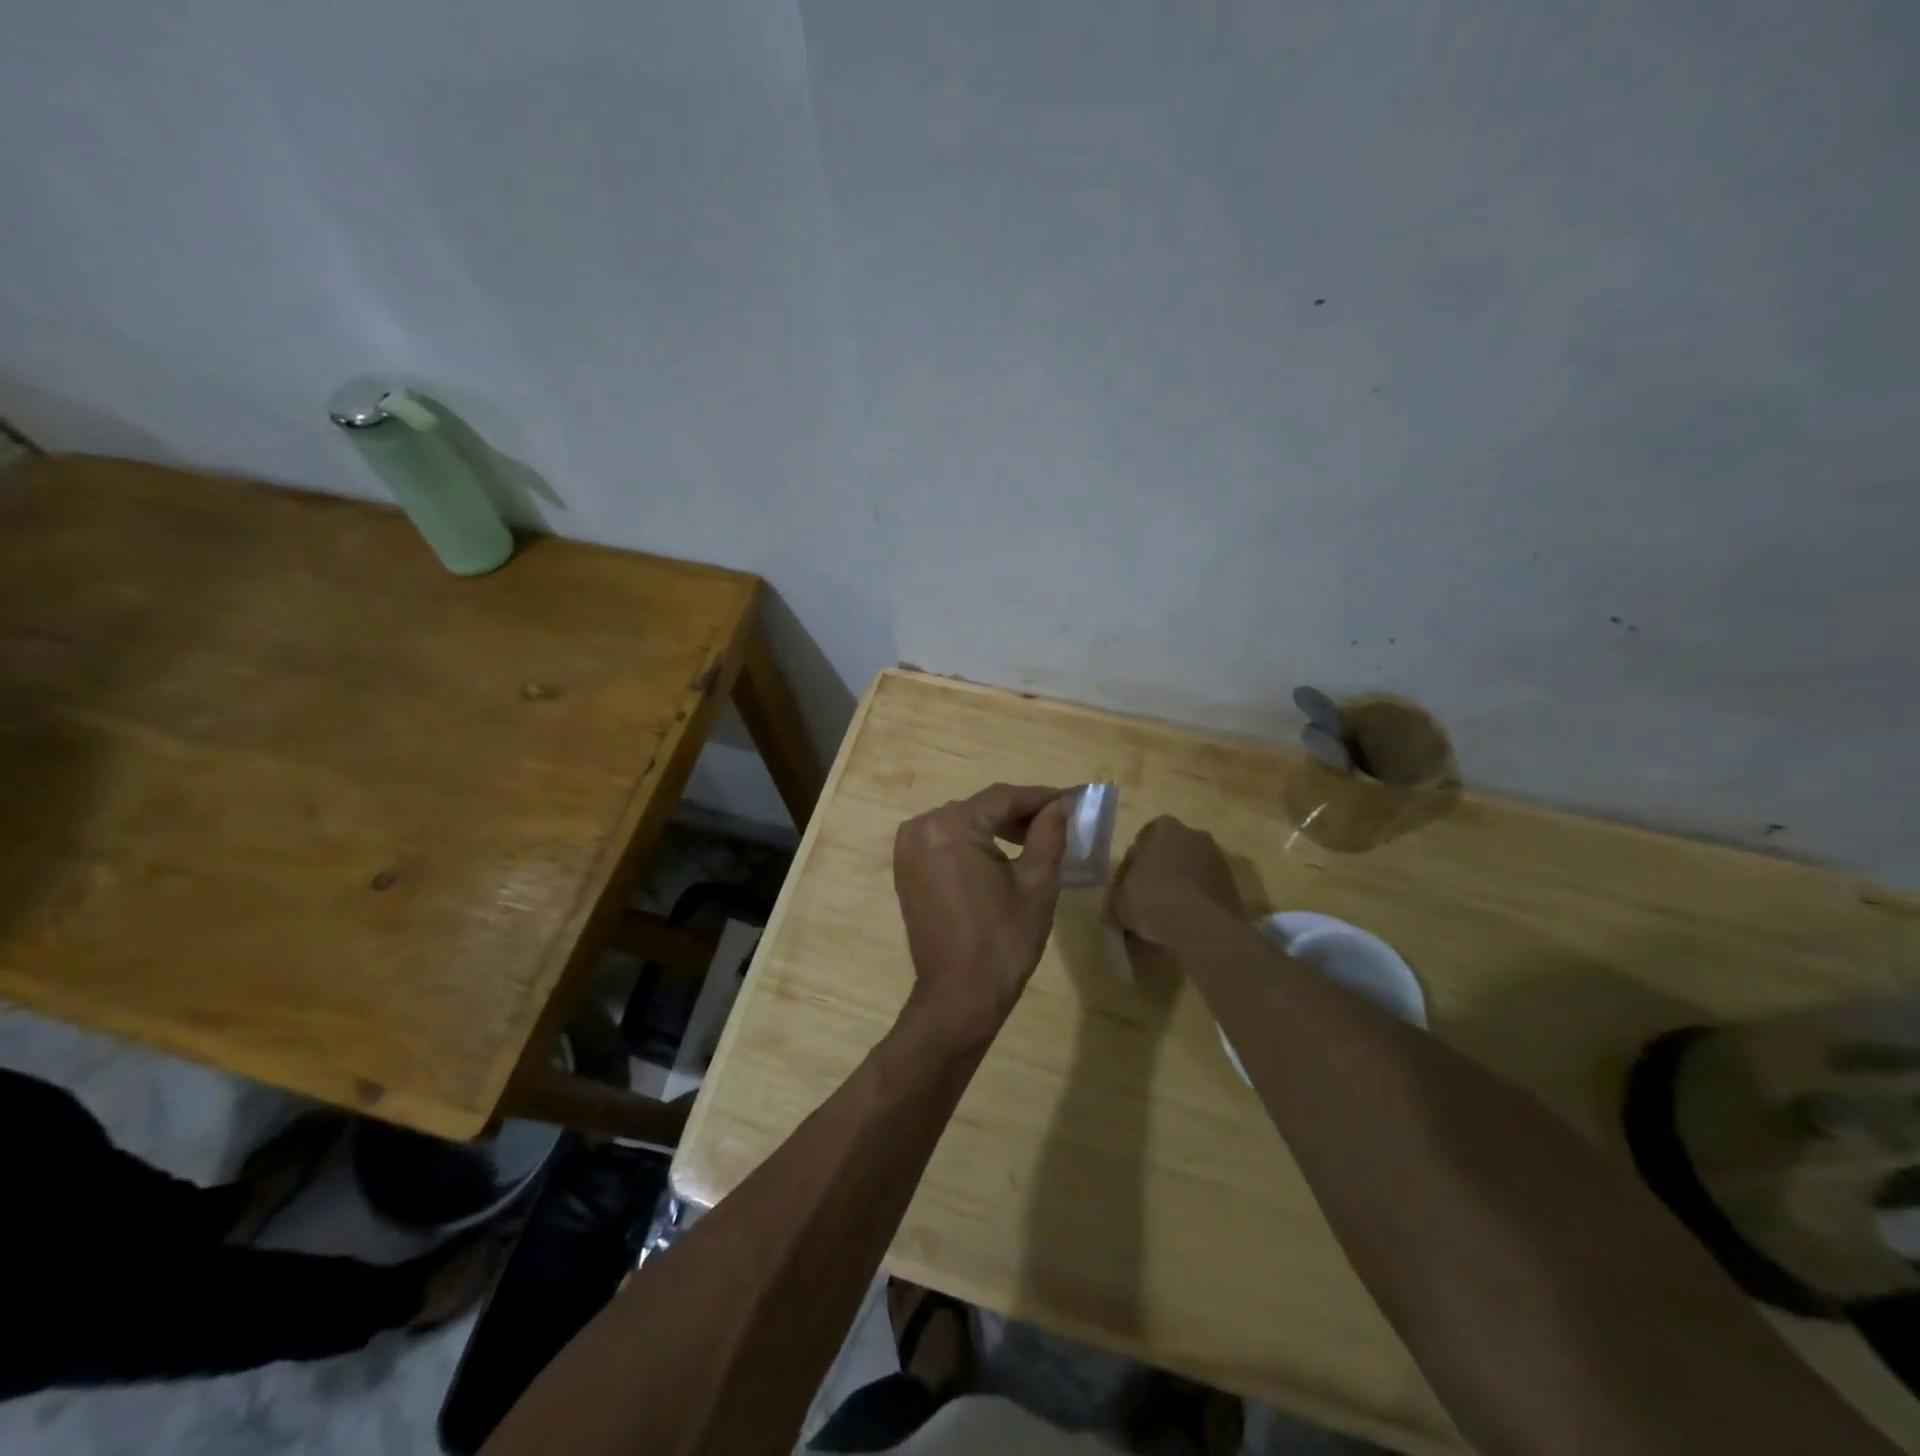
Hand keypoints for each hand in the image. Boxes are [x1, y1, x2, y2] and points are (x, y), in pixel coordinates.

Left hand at [893, 784, 1069, 1033]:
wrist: (959, 996)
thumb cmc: (1003, 940)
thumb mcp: (1037, 883)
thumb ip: (1050, 834)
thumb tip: (1063, 803)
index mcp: (950, 826)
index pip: (1003, 798)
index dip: (1041, 797)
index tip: (1073, 800)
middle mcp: (921, 828)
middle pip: (981, 808)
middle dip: (1020, 813)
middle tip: (1060, 821)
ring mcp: (908, 849)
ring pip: (963, 823)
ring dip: (998, 827)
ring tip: (1037, 839)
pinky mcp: (907, 870)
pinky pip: (946, 842)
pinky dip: (975, 843)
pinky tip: (1004, 855)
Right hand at [1107, 815, 1245, 948]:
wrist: (1201, 926)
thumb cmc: (1152, 900)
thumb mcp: (1119, 902)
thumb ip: (1116, 898)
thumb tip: (1114, 908)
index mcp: (1163, 828)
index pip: (1140, 844)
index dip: (1131, 869)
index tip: (1127, 890)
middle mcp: (1193, 834)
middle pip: (1168, 854)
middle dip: (1158, 873)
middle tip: (1146, 901)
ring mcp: (1217, 858)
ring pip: (1189, 871)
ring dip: (1179, 887)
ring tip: (1167, 916)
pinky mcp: (1232, 883)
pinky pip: (1205, 889)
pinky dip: (1196, 900)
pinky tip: (1185, 922)